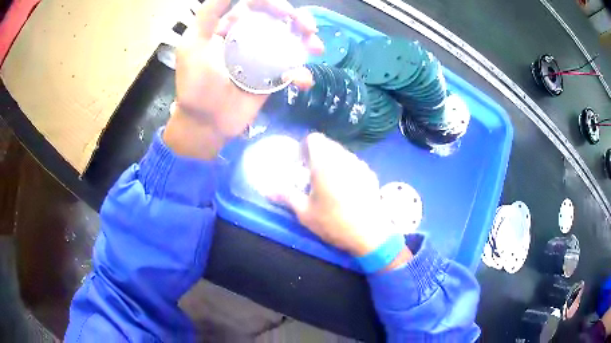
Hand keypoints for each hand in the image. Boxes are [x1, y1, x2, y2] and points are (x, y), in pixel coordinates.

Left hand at [164, 0, 322, 159]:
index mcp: (232, 27)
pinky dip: (302, 73)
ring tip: (316, 48)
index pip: (256, 5)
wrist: (206, 123)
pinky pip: (293, 69)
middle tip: (309, 29)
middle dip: (299, 19)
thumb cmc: (195, 84)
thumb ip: (208, 14)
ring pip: (292, 41)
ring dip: (308, 40)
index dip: (273, 3)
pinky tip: (302, 80)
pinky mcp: (273, 78)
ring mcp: (263, 58)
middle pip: (279, 19)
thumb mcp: (193, 44)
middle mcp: (250, 38)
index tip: (285, 12)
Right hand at [273, 133, 403, 256]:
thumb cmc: (334, 222)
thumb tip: (267, 190)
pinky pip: (354, 163)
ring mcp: (360, 164)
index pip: (314, 139)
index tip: (301, 164)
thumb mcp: (305, 213)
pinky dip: (346, 169)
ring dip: (332, 161)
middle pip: (328, 144)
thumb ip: (286, 196)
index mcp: (325, 163)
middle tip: (312, 175)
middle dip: (318, 155)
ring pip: (342, 153)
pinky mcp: (370, 173)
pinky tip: (347, 189)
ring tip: (329, 183)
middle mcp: (344, 158)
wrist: (370, 234)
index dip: (305, 147)